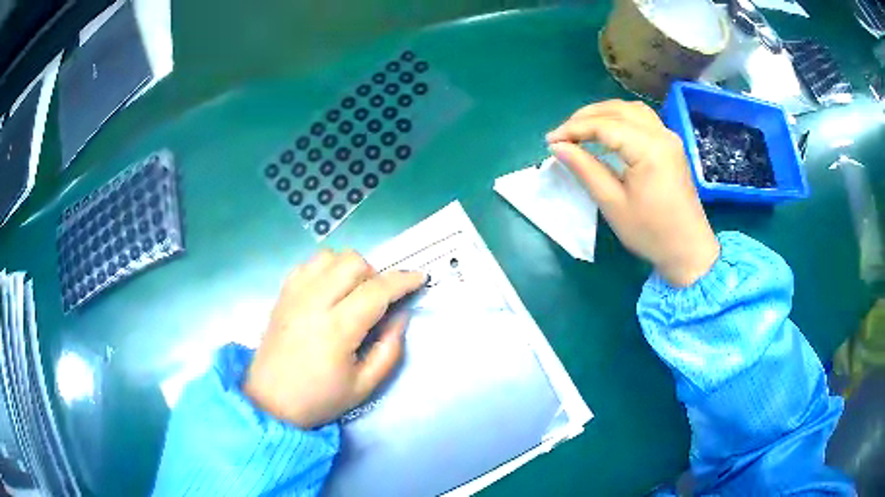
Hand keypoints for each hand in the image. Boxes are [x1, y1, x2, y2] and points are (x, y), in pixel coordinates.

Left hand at [244, 250, 425, 428]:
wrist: (270, 401)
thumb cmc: (319, 398)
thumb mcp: (364, 386)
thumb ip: (389, 349)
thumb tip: (400, 315)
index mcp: (337, 329)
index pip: (377, 290)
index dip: (403, 280)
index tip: (420, 278)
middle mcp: (314, 302)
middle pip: (353, 262)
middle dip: (375, 275)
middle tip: (376, 301)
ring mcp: (294, 294)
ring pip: (330, 256)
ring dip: (348, 269)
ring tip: (350, 295)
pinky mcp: (282, 294)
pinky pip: (309, 264)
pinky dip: (325, 270)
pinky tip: (327, 293)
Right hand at [546, 100, 718, 286]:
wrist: (688, 250)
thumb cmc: (651, 233)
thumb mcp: (612, 204)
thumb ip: (585, 169)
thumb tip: (558, 147)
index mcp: (648, 148)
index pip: (604, 125)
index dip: (574, 129)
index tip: (550, 141)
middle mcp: (661, 134)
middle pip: (617, 110)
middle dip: (585, 117)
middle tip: (562, 135)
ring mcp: (669, 137)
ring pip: (630, 110)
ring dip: (603, 114)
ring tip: (581, 129)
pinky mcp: (671, 145)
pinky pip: (642, 119)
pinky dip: (620, 118)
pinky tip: (608, 132)